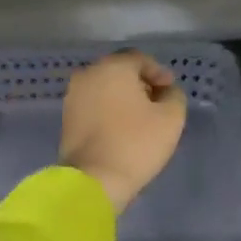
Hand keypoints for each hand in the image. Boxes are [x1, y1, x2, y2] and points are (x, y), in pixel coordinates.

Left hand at [59, 51, 186, 212]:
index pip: (140, 59)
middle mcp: (88, 74)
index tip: (170, 90)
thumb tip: (166, 91)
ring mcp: (73, 96)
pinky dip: (108, 109)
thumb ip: (174, 96)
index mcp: (113, 67)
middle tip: (157, 102)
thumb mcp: (171, 118)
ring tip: (140, 117)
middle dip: (140, 83)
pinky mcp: (66, 118)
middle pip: (120, 71)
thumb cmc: (135, 143)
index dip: (159, 72)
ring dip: (123, 97)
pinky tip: (121, 127)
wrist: (93, 181)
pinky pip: (93, 104)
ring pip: (104, 88)